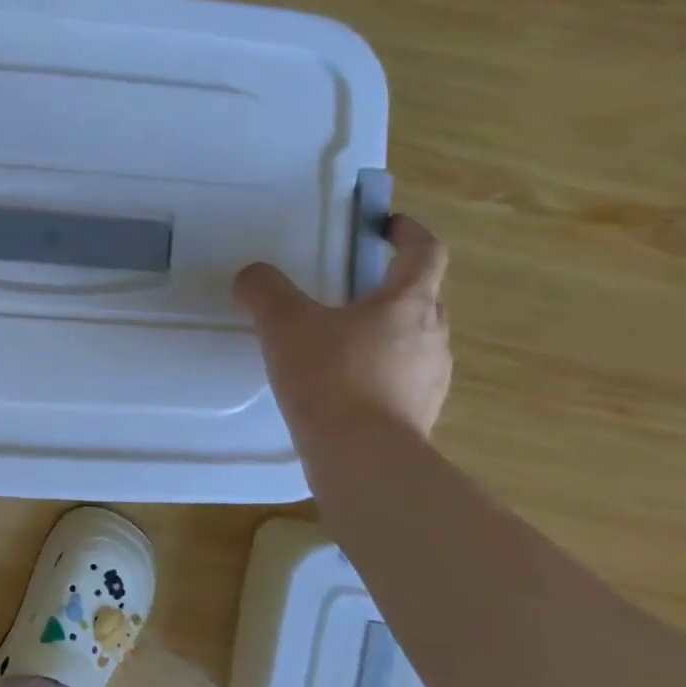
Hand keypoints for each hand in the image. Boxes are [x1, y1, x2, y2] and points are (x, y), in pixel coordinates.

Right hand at [233, 214, 451, 438]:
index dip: (408, 232)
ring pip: (415, 341)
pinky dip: (379, 373)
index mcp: (408, 303)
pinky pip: (403, 380)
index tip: (386, 226)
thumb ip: (264, 290)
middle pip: (423, 297)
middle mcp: (433, 336)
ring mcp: (433, 380)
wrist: (362, 460)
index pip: (426, 252)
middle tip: (351, 290)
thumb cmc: (330, 378)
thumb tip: (252, 276)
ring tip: (340, 343)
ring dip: (385, 333)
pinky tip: (342, 388)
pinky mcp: (420, 416)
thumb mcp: (284, 323)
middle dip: (392, 287)